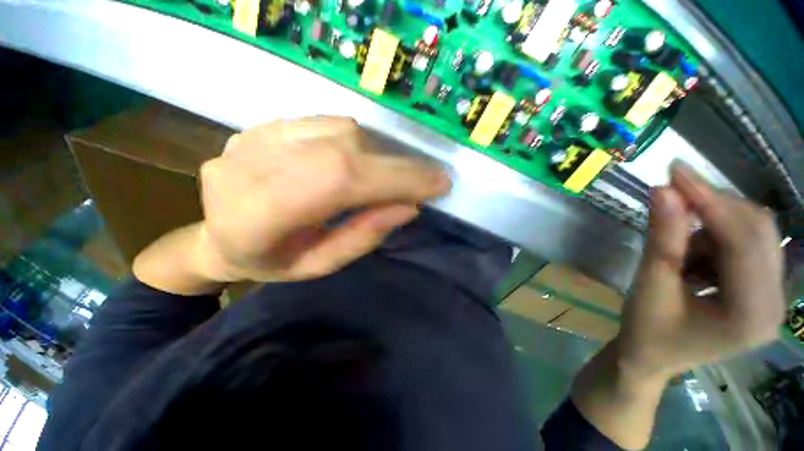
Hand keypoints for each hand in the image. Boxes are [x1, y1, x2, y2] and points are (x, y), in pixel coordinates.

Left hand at [194, 117, 450, 282]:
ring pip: (337, 129)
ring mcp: (252, 137)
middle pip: (343, 149)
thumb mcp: (319, 266)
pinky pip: (324, 122)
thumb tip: (408, 206)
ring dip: (377, 154)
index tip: (438, 183)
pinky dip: (355, 141)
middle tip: (429, 179)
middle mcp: (251, 165)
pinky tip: (357, 161)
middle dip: (397, 166)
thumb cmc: (270, 263)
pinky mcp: (261, 125)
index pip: (340, 179)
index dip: (394, 178)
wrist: (215, 238)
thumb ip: (363, 236)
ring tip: (388, 177)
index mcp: (257, 216)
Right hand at [616, 162, 785, 378]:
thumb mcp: (649, 285)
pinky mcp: (763, 289)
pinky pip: (746, 245)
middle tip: (670, 196)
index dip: (710, 200)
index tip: (675, 171)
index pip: (744, 241)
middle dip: (713, 207)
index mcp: (752, 314)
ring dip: (711, 225)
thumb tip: (663, 190)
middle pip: (758, 231)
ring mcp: (773, 296)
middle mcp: (776, 303)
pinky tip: (691, 257)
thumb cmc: (647, 330)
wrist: (652, 358)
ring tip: (677, 248)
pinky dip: (715, 237)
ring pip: (753, 234)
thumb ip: (662, 239)